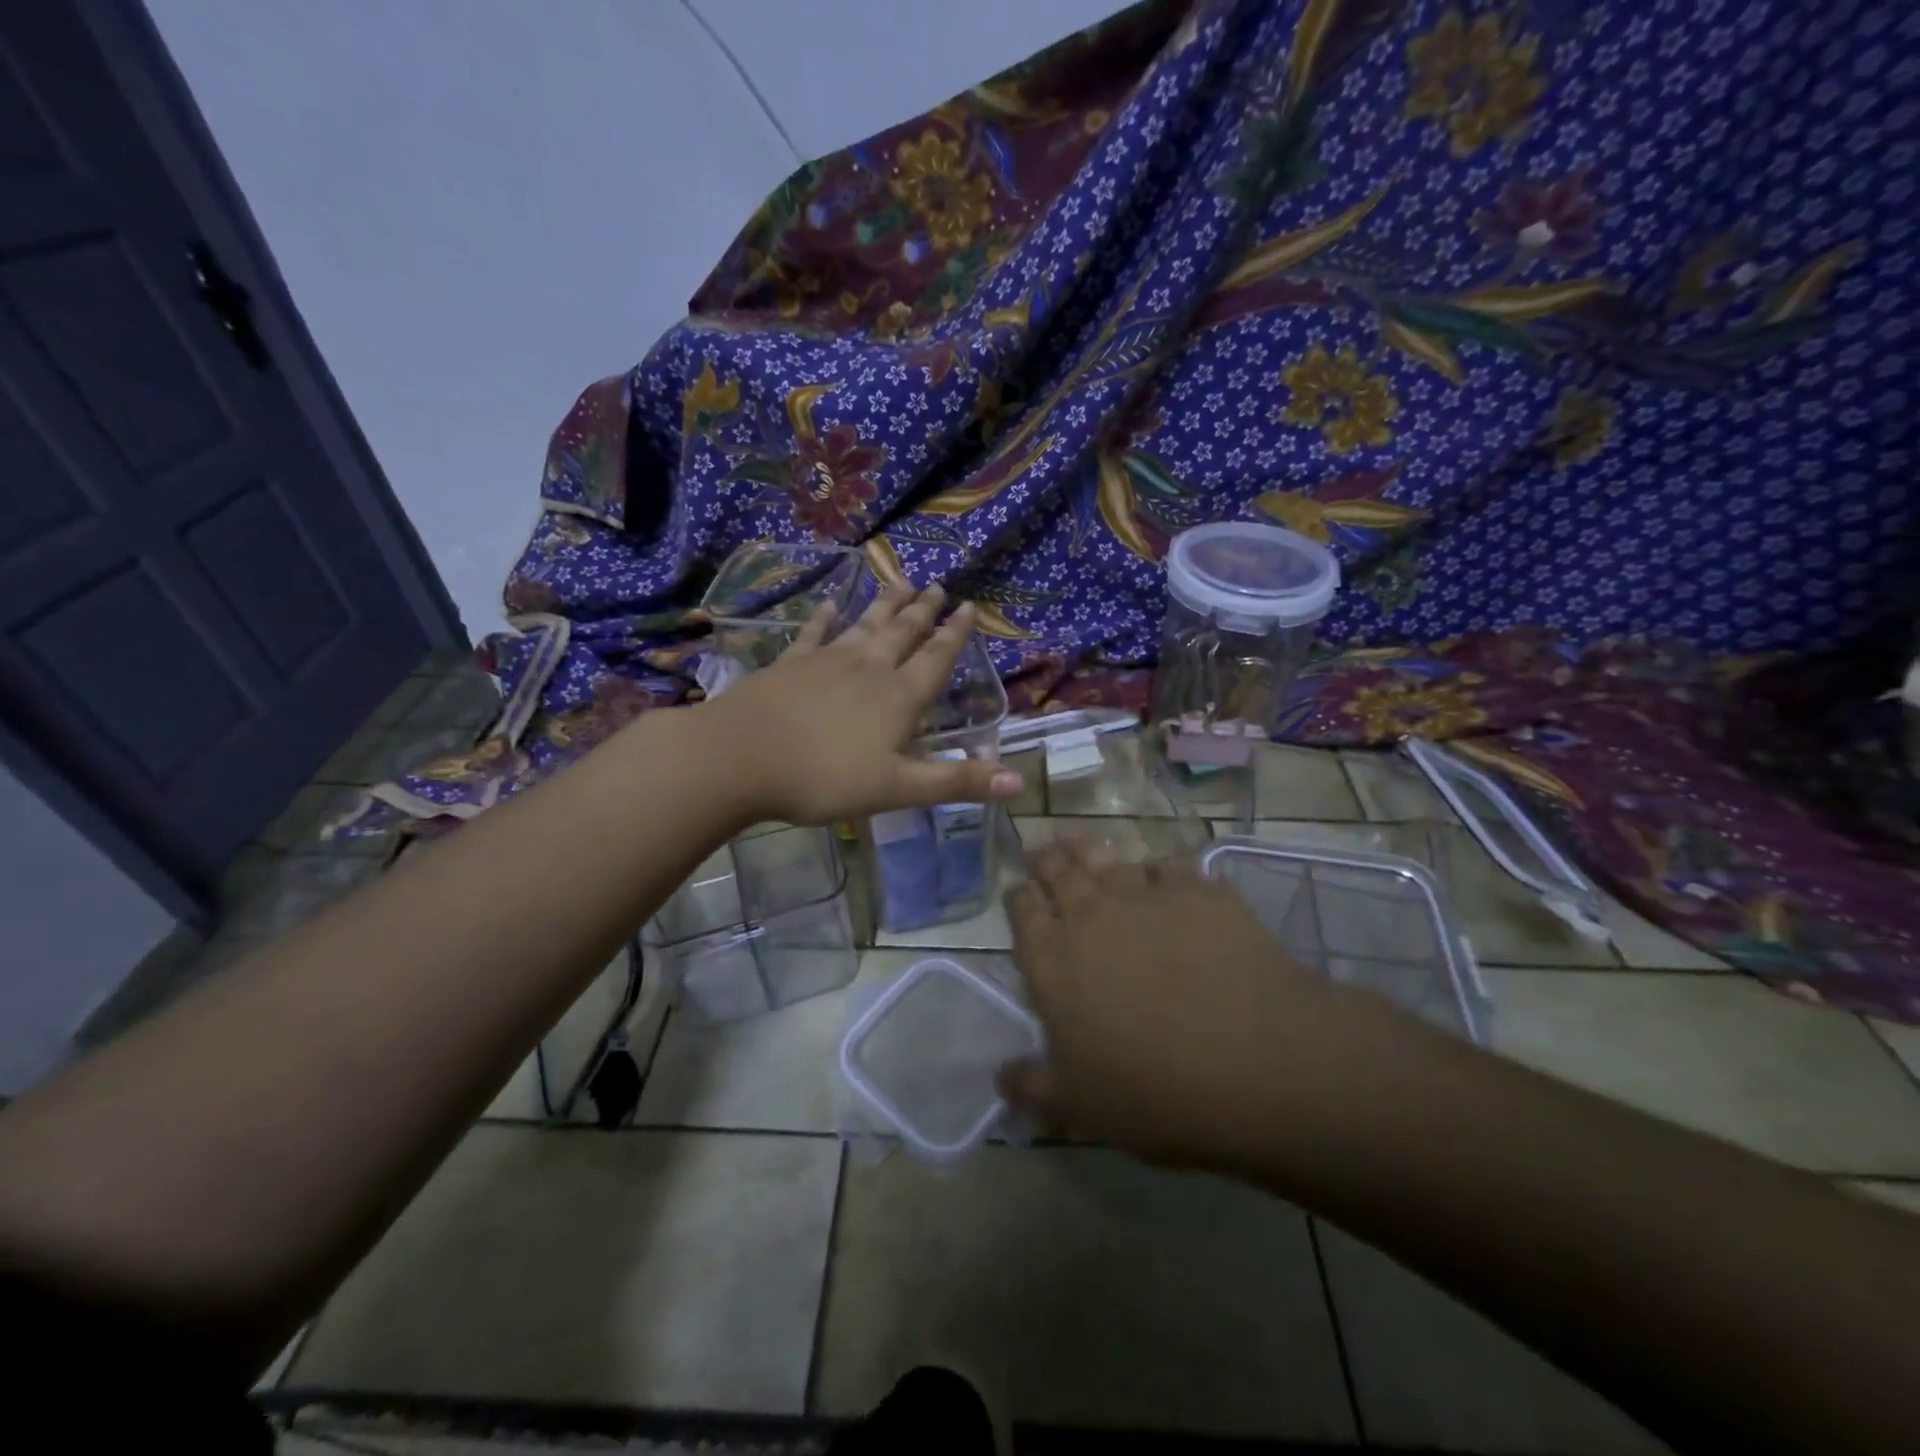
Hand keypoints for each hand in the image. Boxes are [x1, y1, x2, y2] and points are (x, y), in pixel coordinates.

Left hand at [699, 583, 1024, 826]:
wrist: (740, 756)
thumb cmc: (824, 778)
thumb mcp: (898, 788)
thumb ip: (956, 782)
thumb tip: (1019, 779)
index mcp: (899, 697)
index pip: (936, 659)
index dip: (955, 634)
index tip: (968, 606)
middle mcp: (869, 669)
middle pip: (902, 633)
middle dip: (923, 611)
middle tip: (937, 585)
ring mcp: (827, 661)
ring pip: (865, 625)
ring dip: (885, 605)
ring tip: (900, 581)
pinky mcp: (790, 664)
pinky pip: (815, 633)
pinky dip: (826, 618)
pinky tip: (832, 605)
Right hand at [999, 839, 1403, 1174]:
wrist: (1255, 1060)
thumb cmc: (1153, 1090)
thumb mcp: (1080, 1107)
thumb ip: (1033, 1087)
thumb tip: (1002, 1078)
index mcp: (1053, 959)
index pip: (1023, 911)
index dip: (1018, 897)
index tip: (1018, 890)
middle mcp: (1091, 914)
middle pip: (1059, 871)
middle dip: (1046, 860)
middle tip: (1043, 854)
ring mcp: (1147, 895)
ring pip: (1107, 858)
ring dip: (1089, 850)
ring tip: (1082, 845)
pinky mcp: (1199, 890)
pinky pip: (1169, 866)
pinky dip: (1158, 869)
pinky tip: (1163, 876)